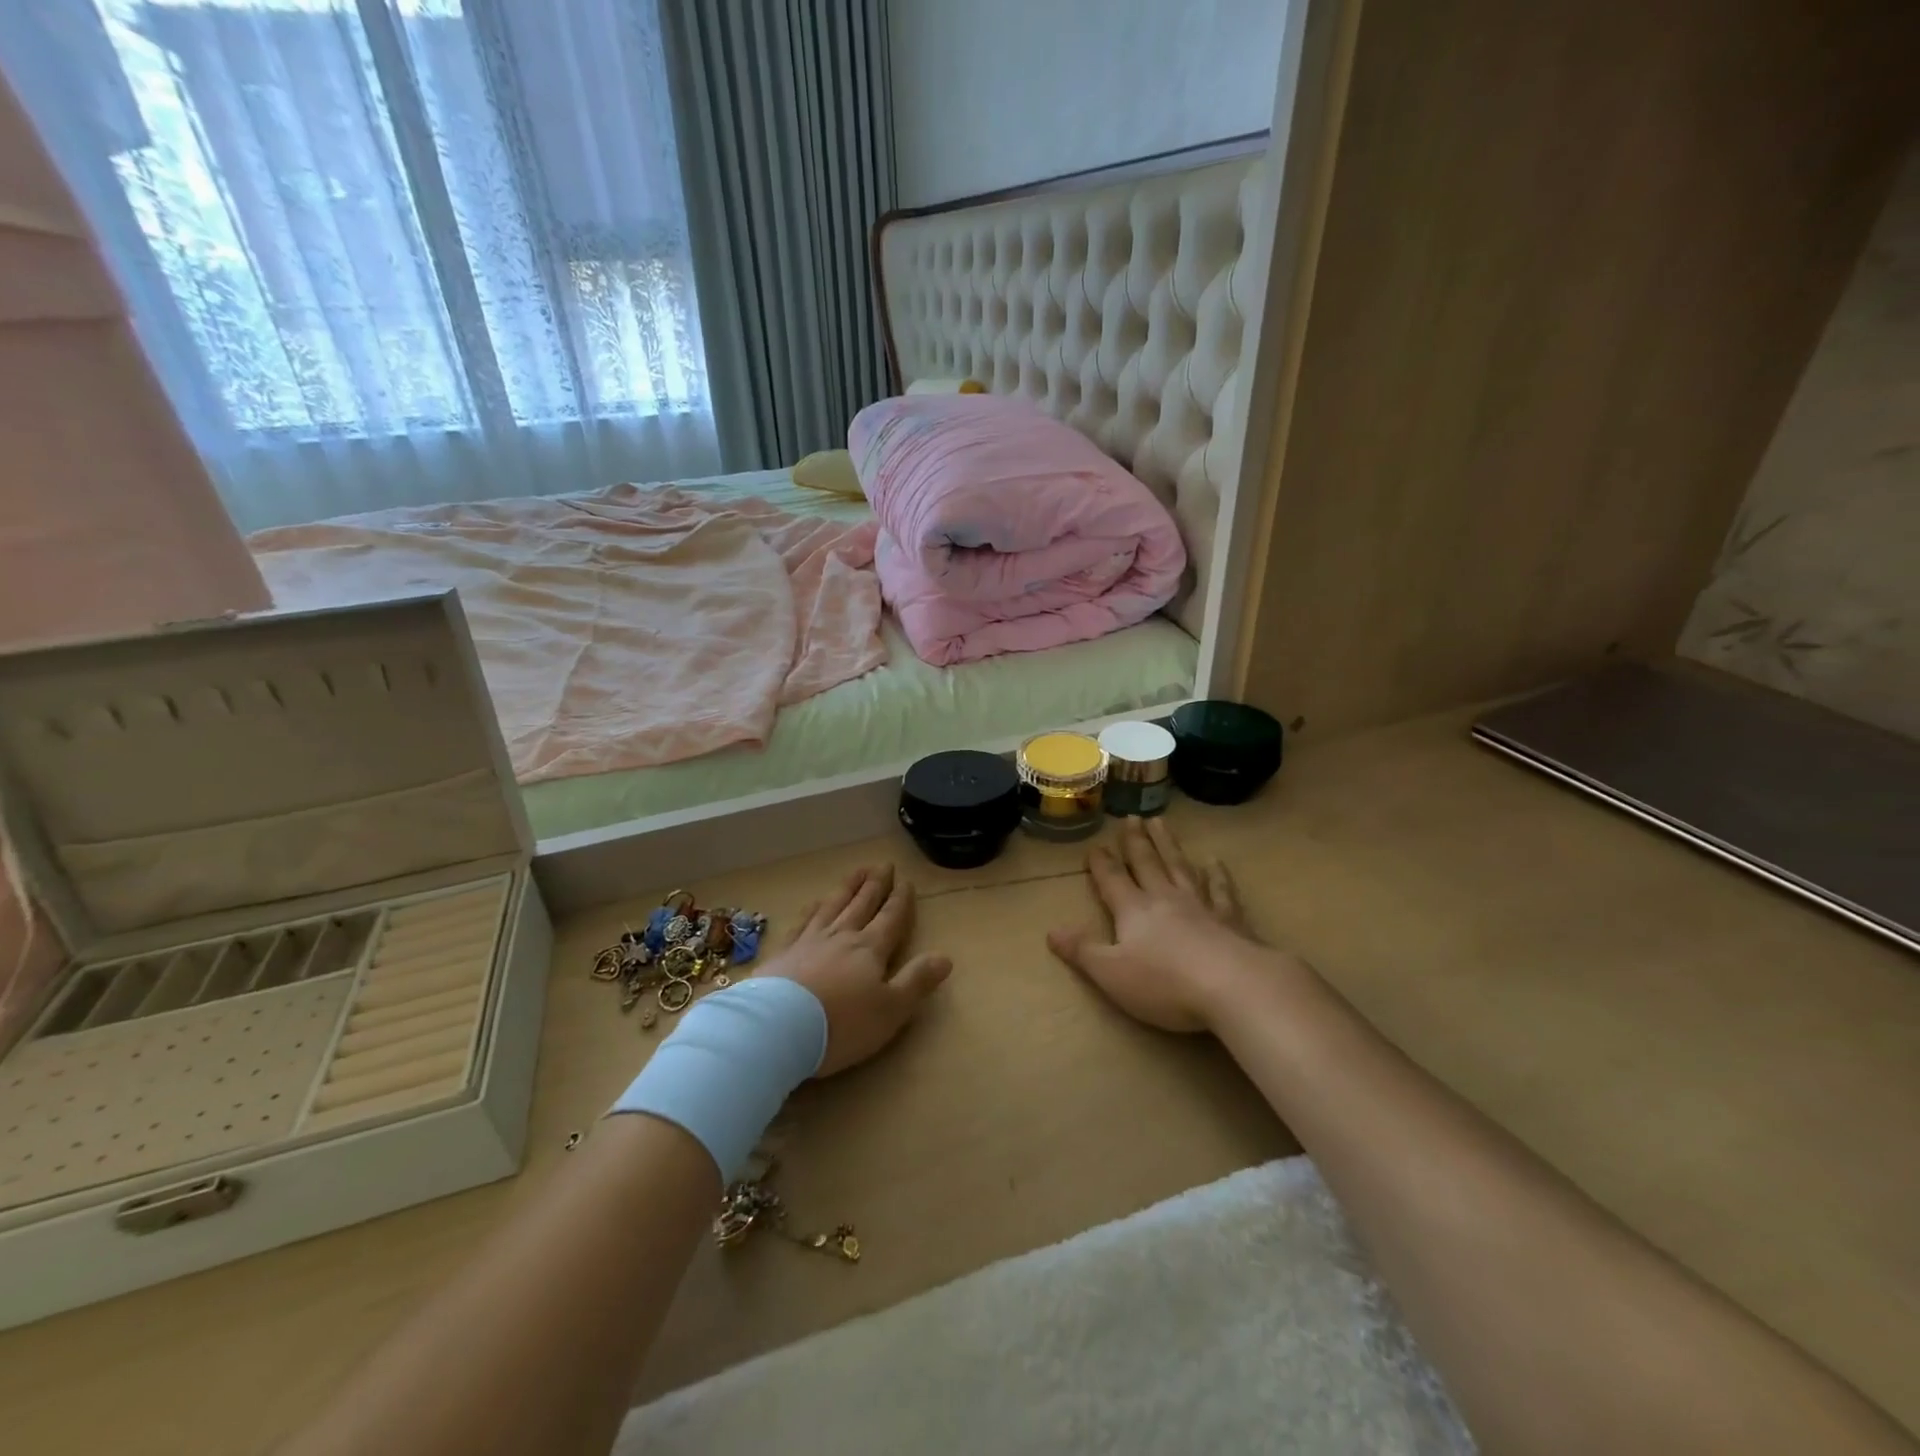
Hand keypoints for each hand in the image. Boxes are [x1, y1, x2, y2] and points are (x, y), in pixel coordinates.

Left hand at [763, 864, 951, 1075]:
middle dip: (875, 885)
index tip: (906, 882)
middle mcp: (841, 937)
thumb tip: (946, 957)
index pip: (890, 918)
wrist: (777, 1029)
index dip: (900, 900)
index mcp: (870, 949)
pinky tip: (814, 902)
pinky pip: (802, 922)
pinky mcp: (782, 953)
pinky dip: (812, 909)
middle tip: (883, 864)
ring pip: (833, 906)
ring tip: (856, 871)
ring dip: (847, 888)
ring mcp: (808, 941)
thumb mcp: (891, 1010)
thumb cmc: (842, 1024)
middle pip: (862, 904)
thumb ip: (917, 981)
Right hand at [1047, 818, 1260, 1033]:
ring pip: (1180, 867)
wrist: (1233, 986)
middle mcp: (1165, 899)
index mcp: (1134, 910)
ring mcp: (1201, 906)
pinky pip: (1222, 890)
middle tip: (1131, 817)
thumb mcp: (1111, 973)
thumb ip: (1082, 951)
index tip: (1095, 845)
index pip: (1112, 880)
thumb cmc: (1165, 983)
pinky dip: (1218, 875)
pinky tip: (1215, 862)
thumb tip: (1051, 931)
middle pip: (1147, 863)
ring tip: (1161, 822)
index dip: (1101, 863)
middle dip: (1136, 842)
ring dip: (1168, 845)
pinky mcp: (1232, 920)